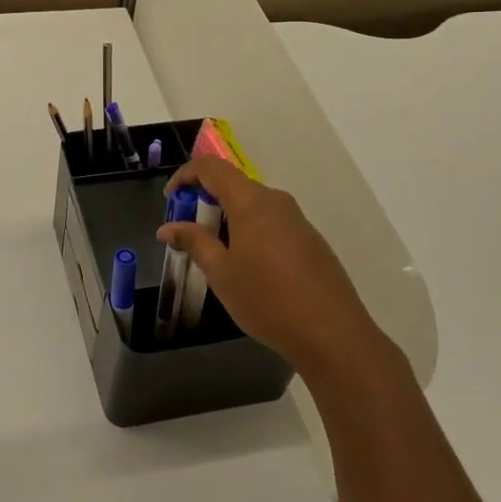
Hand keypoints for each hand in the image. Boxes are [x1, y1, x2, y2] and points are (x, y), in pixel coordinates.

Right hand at [159, 158, 390, 387]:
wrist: (332, 334)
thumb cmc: (267, 299)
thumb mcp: (221, 272)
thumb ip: (194, 241)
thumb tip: (168, 227)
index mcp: (251, 202)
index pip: (212, 168)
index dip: (186, 175)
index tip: (171, 198)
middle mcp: (276, 201)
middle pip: (234, 185)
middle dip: (206, 200)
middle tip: (189, 231)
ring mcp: (298, 220)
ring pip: (254, 205)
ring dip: (229, 217)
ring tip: (216, 253)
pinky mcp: (311, 240)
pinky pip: (272, 222)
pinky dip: (250, 230)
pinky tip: (249, 267)